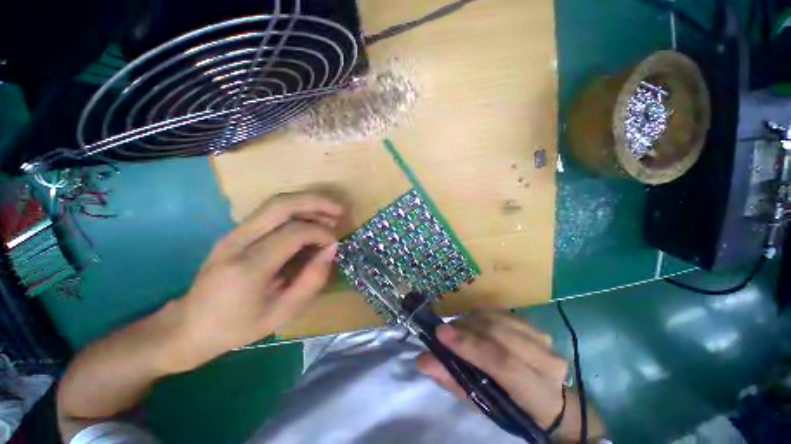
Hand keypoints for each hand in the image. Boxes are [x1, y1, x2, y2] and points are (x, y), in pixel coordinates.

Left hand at [165, 192, 344, 370]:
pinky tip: (310, 220)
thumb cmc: (237, 327)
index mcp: (248, 267)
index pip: (293, 233)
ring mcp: (232, 233)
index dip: (321, 233)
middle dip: (316, 202)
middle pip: (281, 205)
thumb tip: (331, 250)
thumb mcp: (281, 314)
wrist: (188, 326)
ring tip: (330, 213)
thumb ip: (311, 281)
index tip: (335, 244)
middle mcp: (237, 241)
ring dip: (307, 203)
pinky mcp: (235, 232)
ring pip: (275, 203)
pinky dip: (296, 210)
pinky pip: (270, 212)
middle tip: (339, 210)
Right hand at [417, 310, 600, 441]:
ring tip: (458, 329)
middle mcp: (547, 361)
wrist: (549, 399)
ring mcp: (543, 339)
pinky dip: (482, 315)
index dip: (469, 345)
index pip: (503, 363)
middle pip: (500, 334)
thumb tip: (423, 360)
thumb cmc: (512, 407)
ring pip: (499, 319)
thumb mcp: (482, 403)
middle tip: (444, 331)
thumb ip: (453, 380)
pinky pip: (502, 313)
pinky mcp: (535, 325)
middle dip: (466, 329)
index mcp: (539, 393)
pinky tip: (474, 324)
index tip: (440, 334)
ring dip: (472, 320)